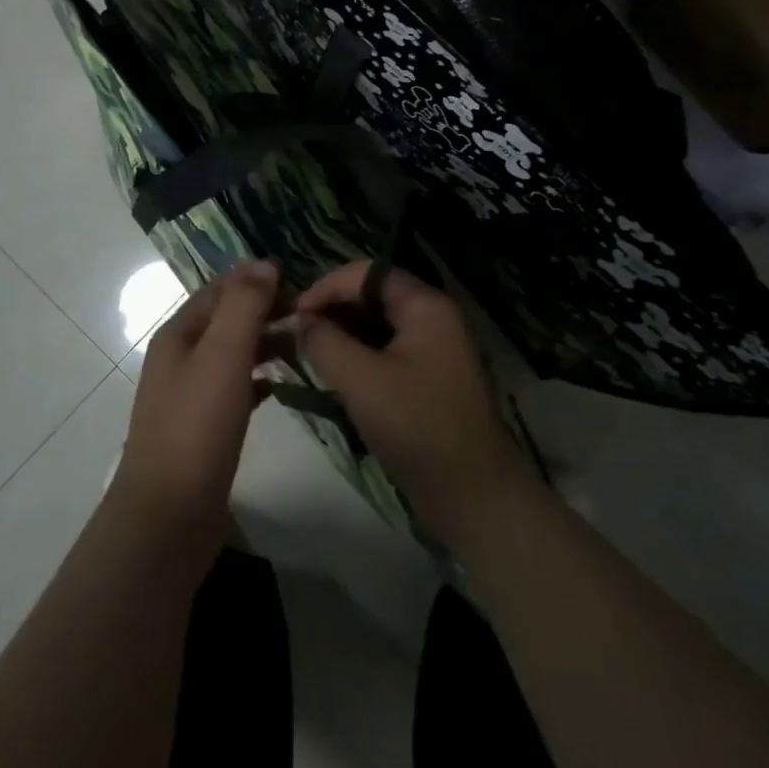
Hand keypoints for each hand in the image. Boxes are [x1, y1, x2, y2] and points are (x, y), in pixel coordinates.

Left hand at [109, 261, 280, 576]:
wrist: (167, 517)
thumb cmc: (196, 427)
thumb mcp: (223, 354)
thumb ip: (244, 305)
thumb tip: (265, 263)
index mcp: (179, 333)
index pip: (221, 288)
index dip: (258, 279)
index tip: (301, 283)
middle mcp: (180, 357)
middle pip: (226, 318)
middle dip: (265, 309)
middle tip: (310, 314)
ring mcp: (188, 394)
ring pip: (232, 353)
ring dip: (264, 342)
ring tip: (304, 344)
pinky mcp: (202, 427)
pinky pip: (234, 388)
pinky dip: (258, 378)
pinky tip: (281, 386)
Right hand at [296, 261, 535, 552]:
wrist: (473, 494)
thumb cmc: (417, 427)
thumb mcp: (361, 380)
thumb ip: (324, 342)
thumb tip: (301, 321)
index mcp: (425, 305)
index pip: (367, 272)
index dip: (327, 286)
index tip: (295, 314)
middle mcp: (434, 317)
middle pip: (373, 295)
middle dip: (334, 310)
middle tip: (298, 336)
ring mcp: (434, 348)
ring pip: (378, 325)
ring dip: (344, 334)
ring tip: (311, 355)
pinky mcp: (429, 377)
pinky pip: (387, 350)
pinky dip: (360, 356)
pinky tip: (336, 376)